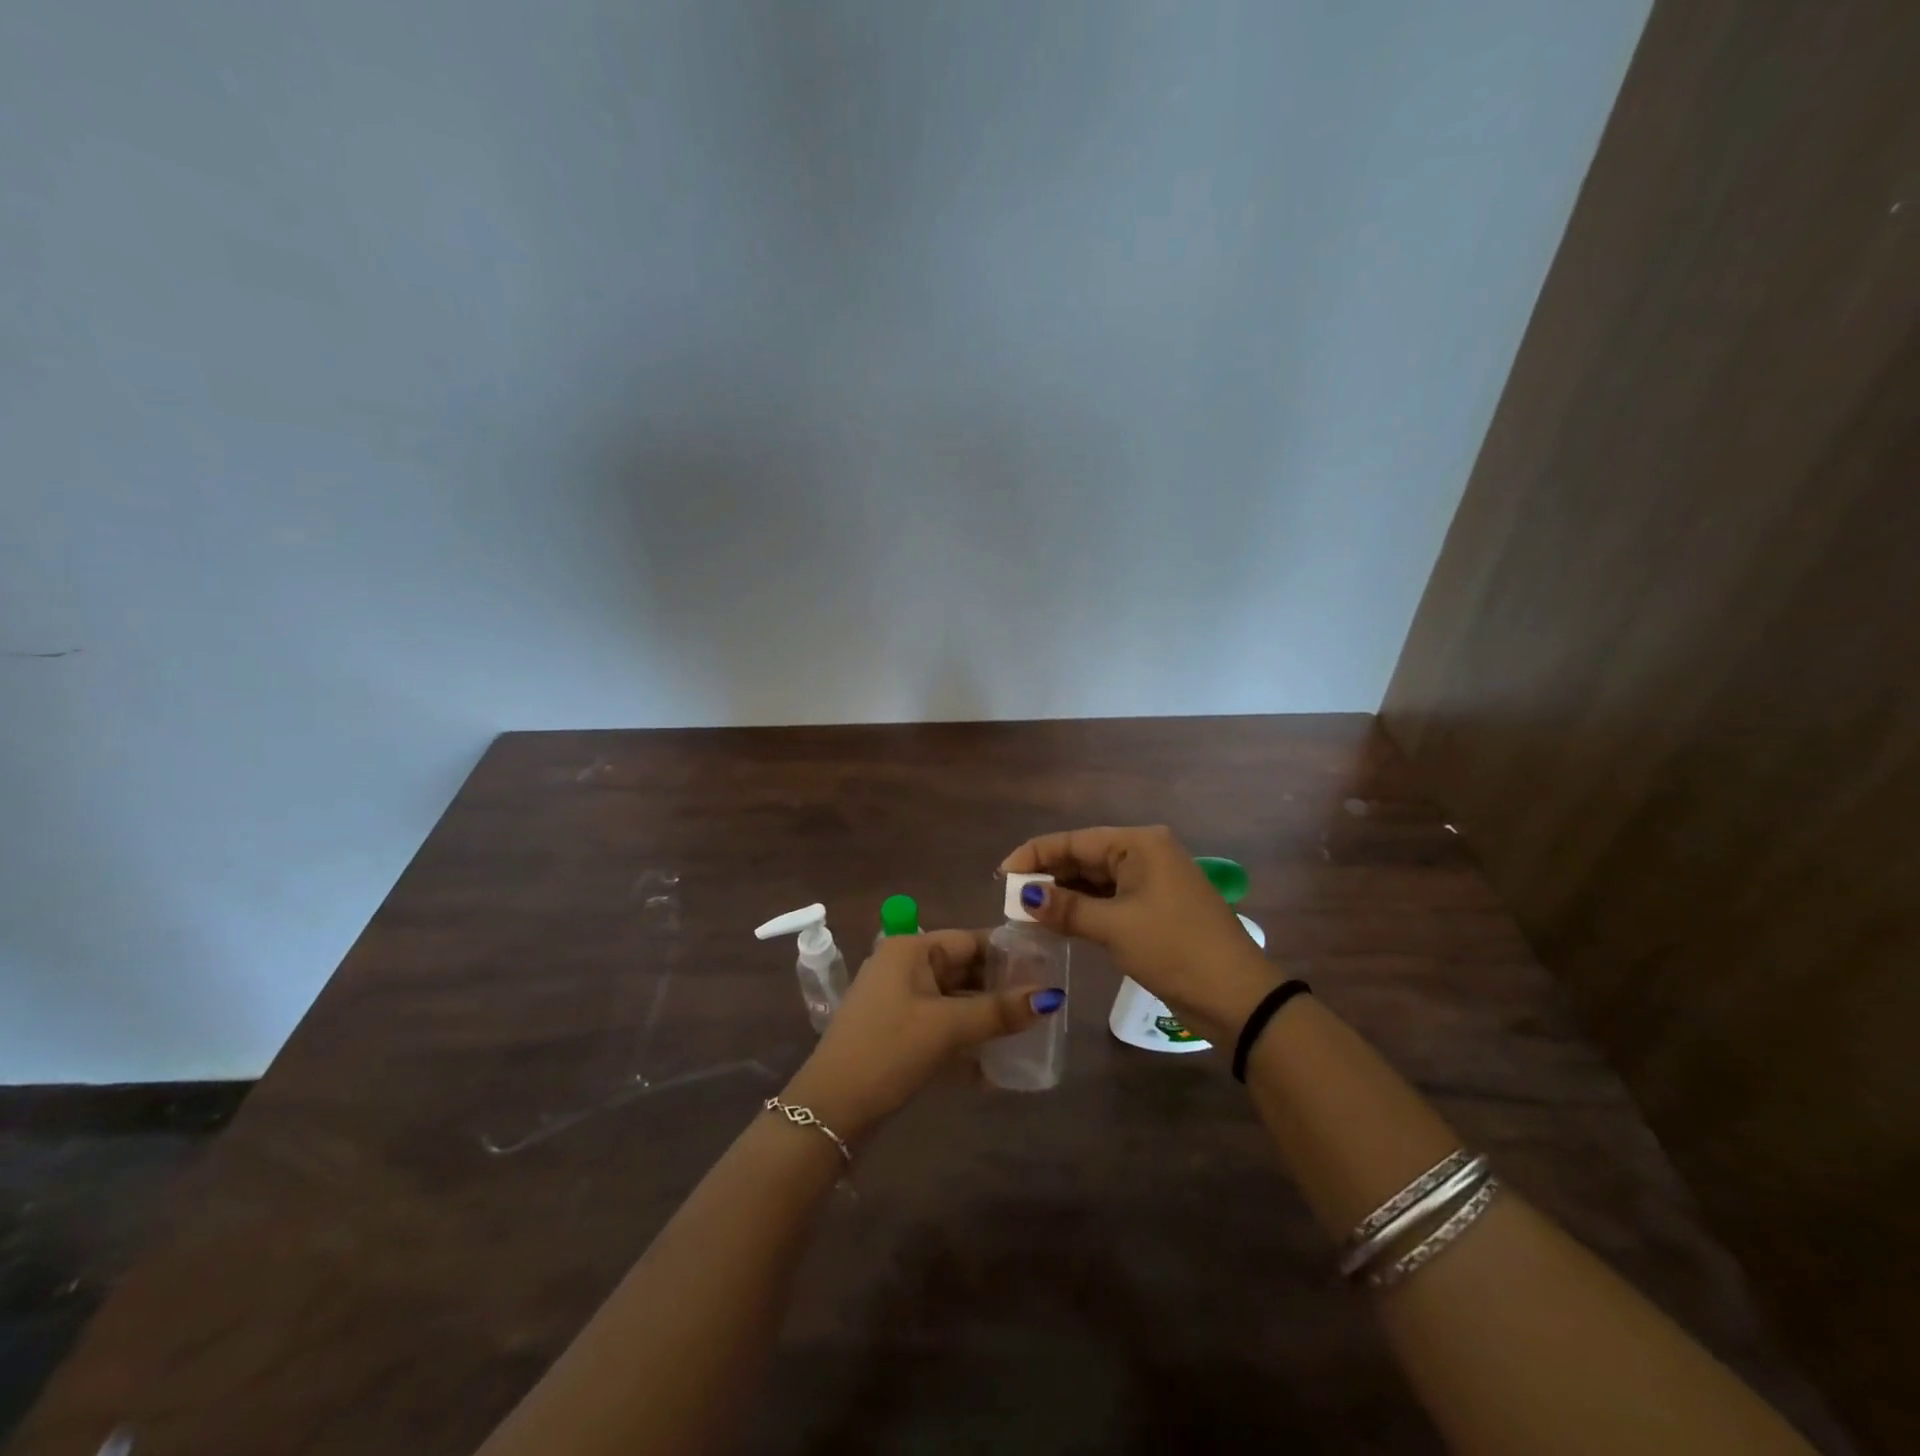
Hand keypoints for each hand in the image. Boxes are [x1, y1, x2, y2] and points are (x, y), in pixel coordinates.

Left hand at [782, 929, 1063, 1139]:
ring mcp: (898, 1001)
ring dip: (985, 1019)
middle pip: (963, 970)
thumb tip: (1052, 996)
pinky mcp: (897, 1033)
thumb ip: (998, 1010)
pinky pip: (941, 1027)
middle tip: (1043, 1009)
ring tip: (1027, 1037)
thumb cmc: (888, 1052)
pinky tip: (994, 1068)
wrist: (829, 1110)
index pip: (970, 940)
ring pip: (954, 1001)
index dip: (1008, 955)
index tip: (1047, 972)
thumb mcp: (947, 1028)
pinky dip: (965, 1041)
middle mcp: (904, 967)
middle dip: (1000, 990)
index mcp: (911, 950)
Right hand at [1000, 825, 1280, 1045]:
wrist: (1236, 996)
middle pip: (1084, 857)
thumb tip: (1024, 895)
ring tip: (1026, 911)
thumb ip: (1066, 908)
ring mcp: (1152, 881)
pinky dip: (1084, 909)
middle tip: (1009, 898)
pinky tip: (1058, 922)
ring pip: (1096, 880)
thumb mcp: (1114, 927)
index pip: (1075, 841)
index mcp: (1139, 844)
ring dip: (1064, 894)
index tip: (1001, 875)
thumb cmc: (1174, 949)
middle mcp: (1145, 854)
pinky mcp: (1155, 908)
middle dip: (1048, 876)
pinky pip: (1110, 899)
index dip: (1035, 855)